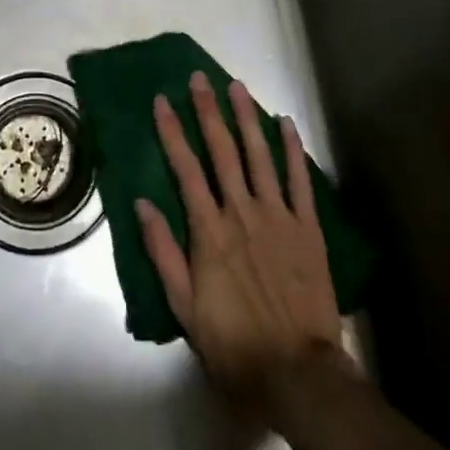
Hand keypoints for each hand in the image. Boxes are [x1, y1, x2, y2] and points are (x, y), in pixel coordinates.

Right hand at [135, 72, 344, 416]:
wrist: (297, 371)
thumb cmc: (233, 341)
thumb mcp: (184, 305)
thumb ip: (163, 251)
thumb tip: (141, 204)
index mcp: (209, 229)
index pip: (185, 168)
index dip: (172, 131)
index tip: (162, 100)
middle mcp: (241, 212)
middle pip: (222, 151)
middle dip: (207, 111)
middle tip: (199, 78)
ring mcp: (278, 216)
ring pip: (259, 155)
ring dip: (246, 118)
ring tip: (236, 86)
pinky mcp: (307, 228)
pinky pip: (299, 180)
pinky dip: (292, 149)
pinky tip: (285, 123)